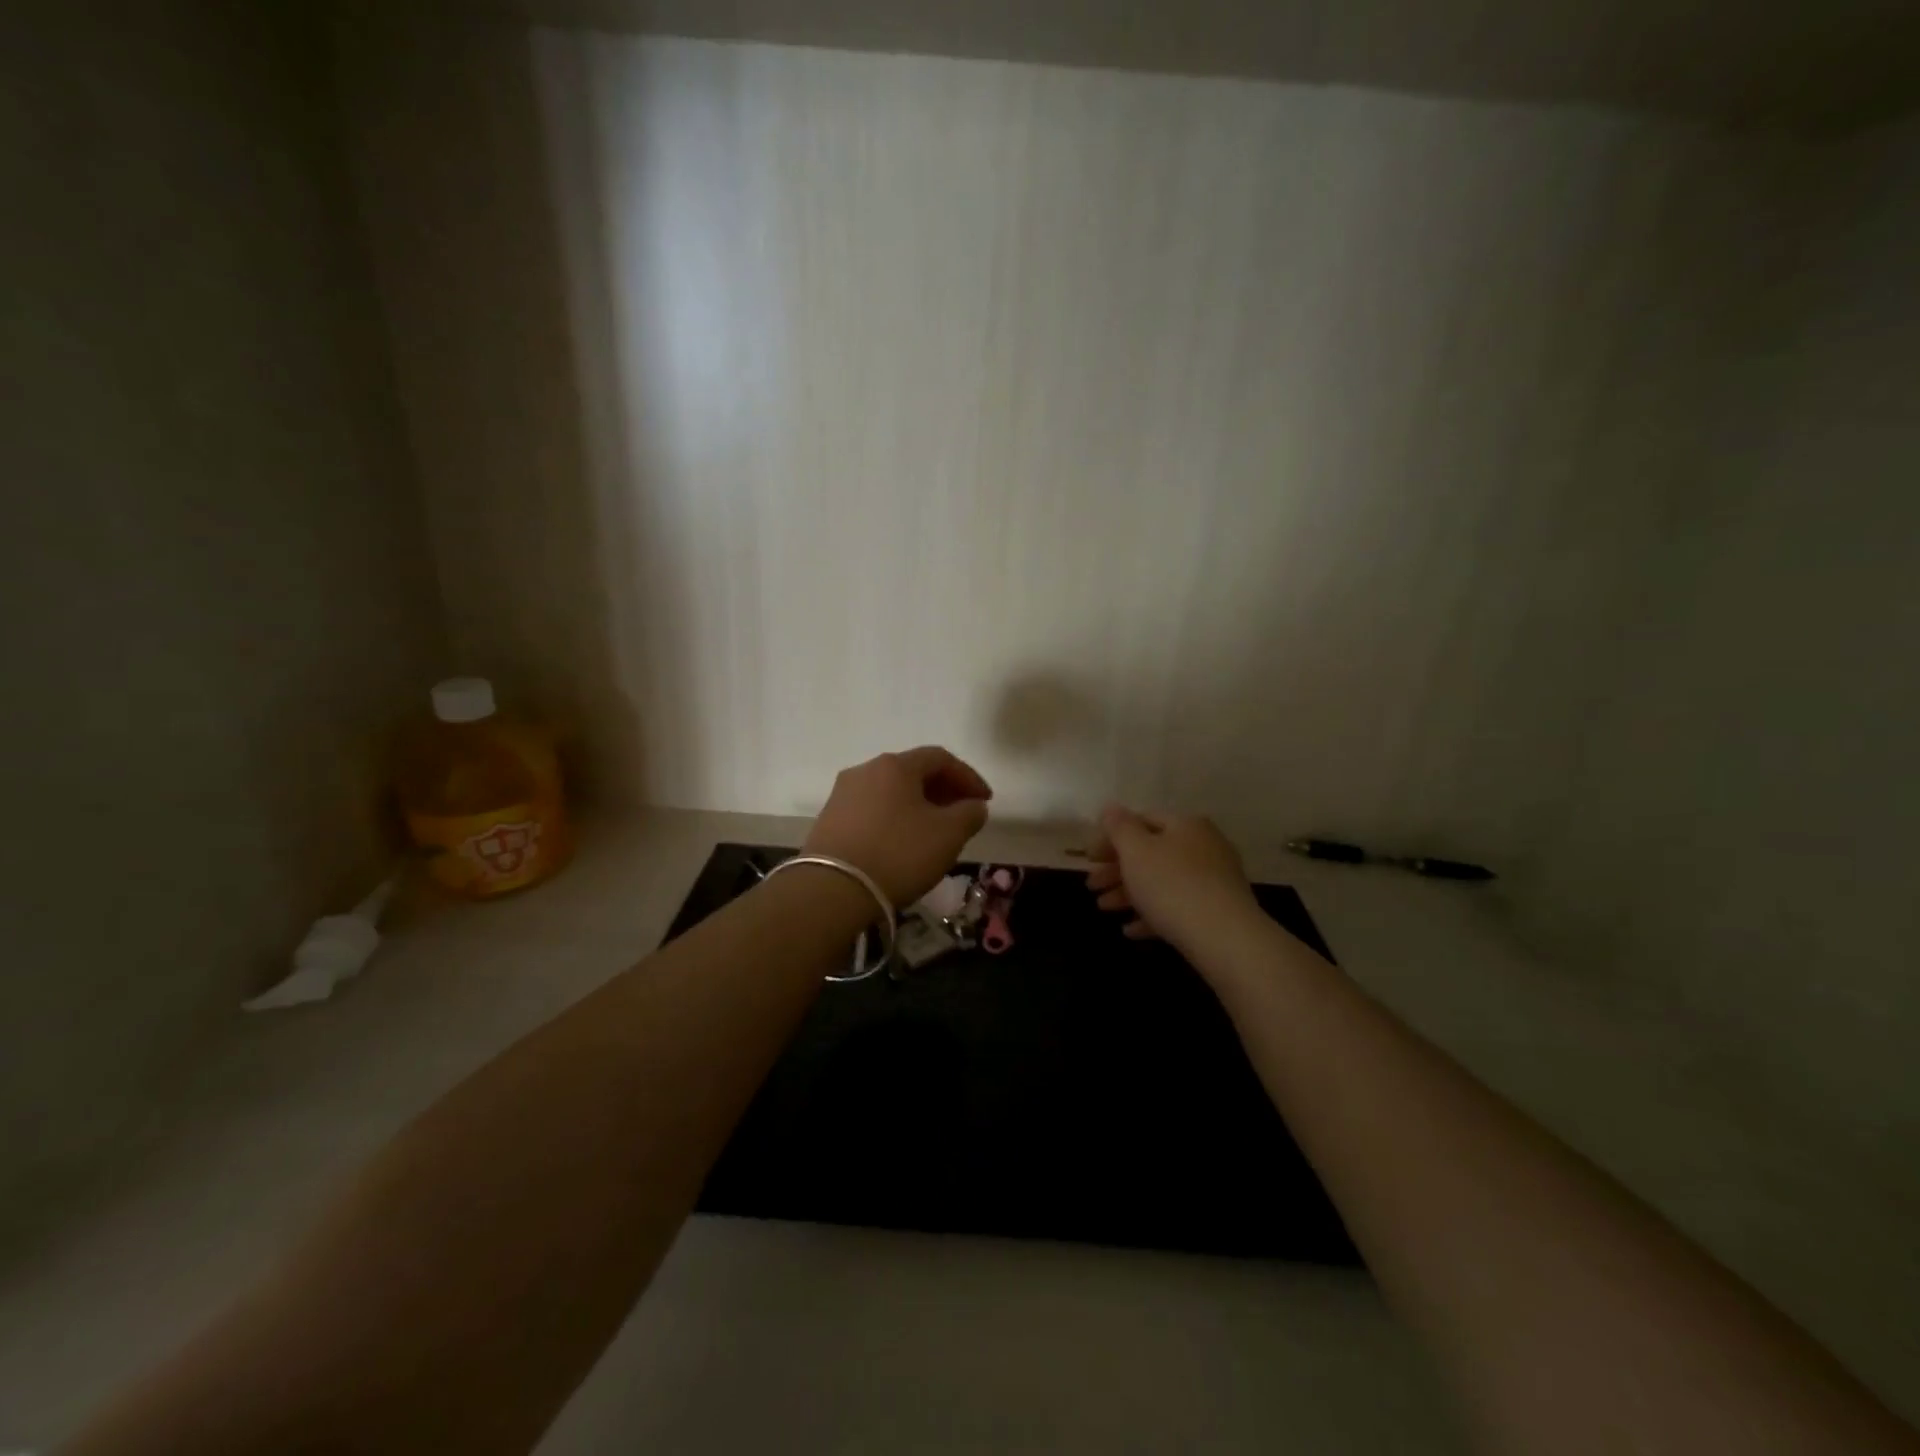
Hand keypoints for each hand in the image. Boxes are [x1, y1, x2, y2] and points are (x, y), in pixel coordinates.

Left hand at [804, 747, 992, 905]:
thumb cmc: (898, 854)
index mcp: (895, 765)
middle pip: (912, 772)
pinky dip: (894, 818)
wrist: (832, 890)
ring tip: (934, 831)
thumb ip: (969, 814)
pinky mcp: (829, 820)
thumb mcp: (948, 835)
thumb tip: (974, 805)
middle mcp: (865, 770)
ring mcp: (842, 795)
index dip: (968, 777)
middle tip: (962, 814)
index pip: (940, 758)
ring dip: (918, 805)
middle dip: (943, 790)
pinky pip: (872, 810)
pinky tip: (903, 843)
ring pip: (891, 792)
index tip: (985, 800)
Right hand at [1086, 805, 1259, 954]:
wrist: (1224, 938)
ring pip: (1162, 881)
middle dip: (1116, 869)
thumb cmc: (1172, 885)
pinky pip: (1178, 907)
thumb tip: (1111, 808)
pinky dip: (1152, 915)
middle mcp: (1204, 846)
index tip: (1088, 858)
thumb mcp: (1136, 850)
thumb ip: (1119, 826)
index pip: (1141, 820)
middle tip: (1091, 886)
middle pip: (1151, 853)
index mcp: (1185, 825)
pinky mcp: (1217, 911)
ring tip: (1104, 909)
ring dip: (1129, 893)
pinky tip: (1131, 930)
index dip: (1110, 837)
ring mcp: (1214, 880)